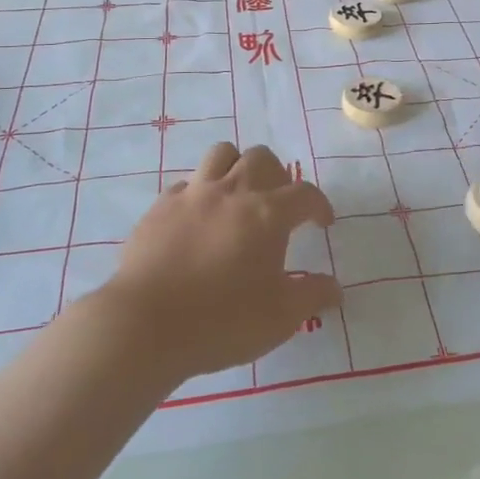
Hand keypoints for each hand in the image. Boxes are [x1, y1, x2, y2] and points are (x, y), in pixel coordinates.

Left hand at [102, 143, 341, 380]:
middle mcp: (233, 192)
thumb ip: (311, 296)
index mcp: (268, 214)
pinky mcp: (160, 206)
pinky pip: (186, 183)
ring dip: (237, 167)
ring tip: (238, 195)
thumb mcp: (280, 317)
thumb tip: (334, 288)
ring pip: (222, 154)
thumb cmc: (222, 321)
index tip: (322, 223)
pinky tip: (198, 218)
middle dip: (277, 175)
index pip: (305, 194)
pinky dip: (199, 192)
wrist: (145, 325)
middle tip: (278, 204)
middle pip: (262, 158)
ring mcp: (193, 194)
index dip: (319, 205)